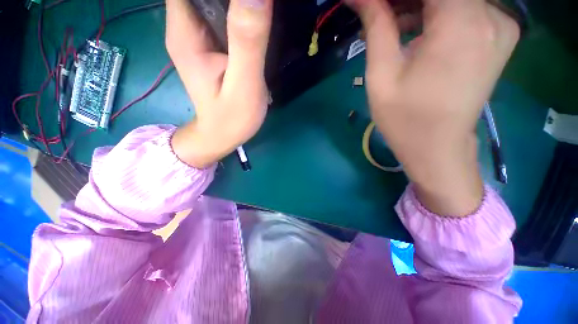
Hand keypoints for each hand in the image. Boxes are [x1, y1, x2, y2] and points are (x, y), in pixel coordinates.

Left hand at [166, 0, 272, 167]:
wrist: (222, 135)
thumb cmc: (232, 118)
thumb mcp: (244, 84)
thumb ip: (247, 41)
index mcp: (185, 32)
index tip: (249, 5)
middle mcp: (184, 26)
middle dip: (234, 0)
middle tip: (260, 11)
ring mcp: (196, 36)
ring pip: (212, 0)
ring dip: (238, 6)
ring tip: (260, 16)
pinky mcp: (210, 45)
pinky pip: (220, 14)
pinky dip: (238, 12)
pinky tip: (255, 23)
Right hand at [346, 0, 518, 215]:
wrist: (437, 148)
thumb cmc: (404, 119)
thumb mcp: (382, 75)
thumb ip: (376, 26)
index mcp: (462, 24)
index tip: (372, 6)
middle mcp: (492, 15)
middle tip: (377, 13)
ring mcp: (501, 24)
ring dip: (418, 3)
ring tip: (391, 24)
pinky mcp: (498, 35)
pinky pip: (465, 6)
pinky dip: (437, 11)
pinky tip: (415, 30)